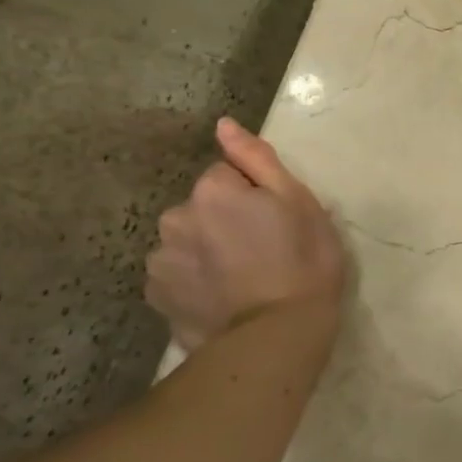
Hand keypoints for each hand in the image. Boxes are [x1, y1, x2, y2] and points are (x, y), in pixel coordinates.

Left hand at [145, 118, 346, 350]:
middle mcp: (175, 218)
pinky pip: (177, 277)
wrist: (278, 337)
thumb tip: (223, 124)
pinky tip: (221, 300)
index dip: (254, 196)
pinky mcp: (158, 299)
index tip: (275, 222)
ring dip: (206, 252)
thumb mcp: (298, 201)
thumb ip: (256, 158)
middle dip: (224, 221)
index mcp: (211, 191)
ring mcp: (162, 262)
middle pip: (202, 209)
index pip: (227, 176)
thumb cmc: (303, 262)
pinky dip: (194, 283)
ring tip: (242, 281)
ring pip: (187, 242)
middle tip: (262, 252)